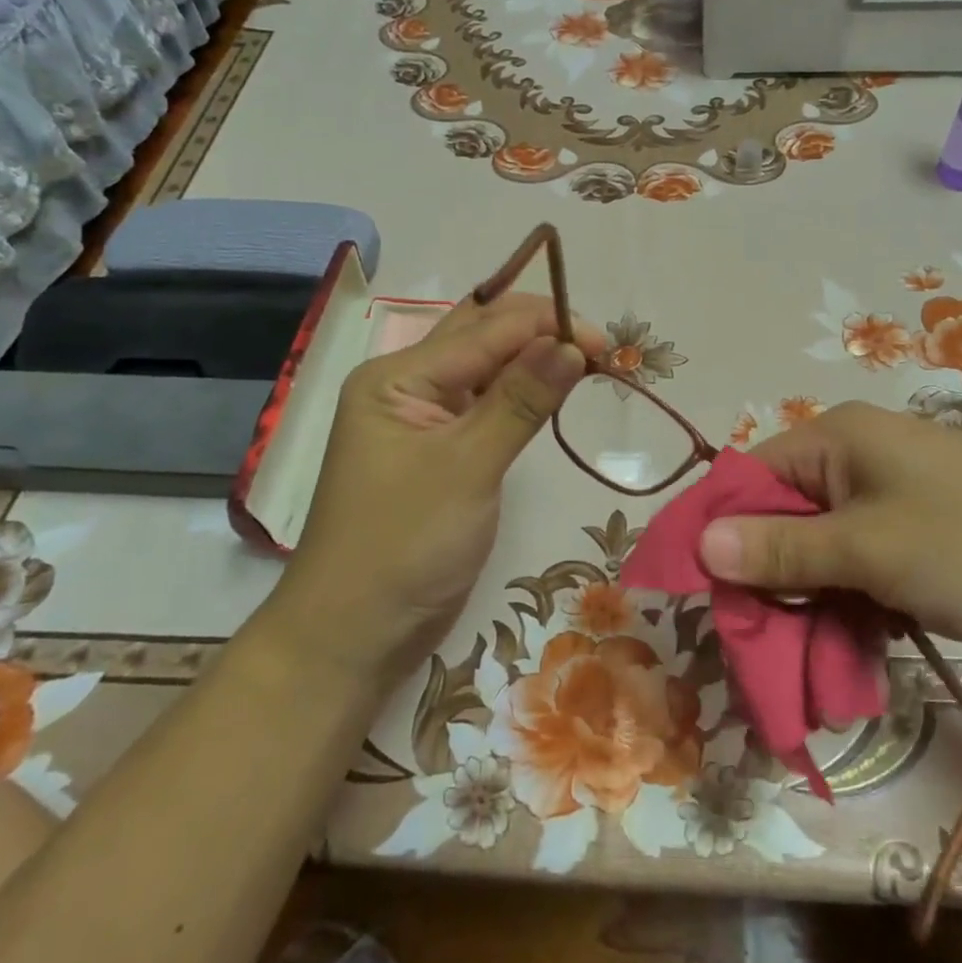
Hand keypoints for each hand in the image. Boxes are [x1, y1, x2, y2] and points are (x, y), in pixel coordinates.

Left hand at [280, 293, 605, 677]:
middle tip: (602, 350)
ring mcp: (423, 419)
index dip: (548, 326)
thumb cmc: (403, 546)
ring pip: (487, 369)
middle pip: (482, 336)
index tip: (608, 344)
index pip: (485, 329)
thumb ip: (521, 400)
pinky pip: (487, 405)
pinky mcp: (442, 451)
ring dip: (536, 360)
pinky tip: (554, 392)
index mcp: (398, 376)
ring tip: (590, 365)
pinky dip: (523, 395)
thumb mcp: (468, 467)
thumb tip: (573, 344)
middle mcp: (408, 385)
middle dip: (543, 332)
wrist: (353, 636)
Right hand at [697, 401, 961, 656]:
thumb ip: (781, 549)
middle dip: (769, 581)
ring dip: (808, 604)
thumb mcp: (868, 548)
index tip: (705, 594)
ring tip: (805, 663)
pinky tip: (847, 654)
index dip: (722, 532)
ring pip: (820, 551)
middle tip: (759, 645)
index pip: (750, 477)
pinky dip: (847, 607)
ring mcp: (889, 497)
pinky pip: (858, 567)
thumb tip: (700, 543)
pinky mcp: (915, 535)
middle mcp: (855, 458)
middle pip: (783, 518)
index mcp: (836, 438)